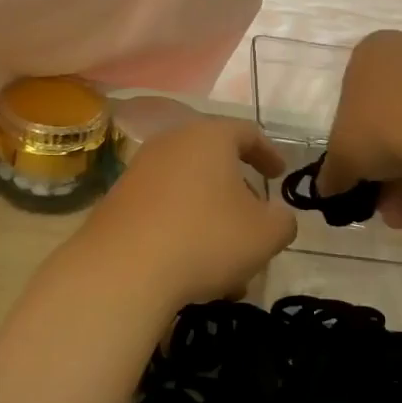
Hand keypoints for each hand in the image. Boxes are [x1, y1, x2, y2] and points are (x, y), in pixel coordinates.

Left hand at [72, 118, 296, 310]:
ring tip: (227, 257)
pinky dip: (183, 228)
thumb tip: (277, 216)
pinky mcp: (119, 200)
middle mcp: (172, 143)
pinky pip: (163, 207)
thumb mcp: (264, 234)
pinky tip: (192, 267)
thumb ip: (282, 220)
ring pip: (189, 189)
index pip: (247, 132)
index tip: (280, 173)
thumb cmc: (205, 238)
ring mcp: (140, 170)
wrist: (123, 269)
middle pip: (214, 160)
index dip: (268, 153)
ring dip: (211, 216)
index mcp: (209, 137)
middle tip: (255, 217)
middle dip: (238, 190)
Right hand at [319, 32, 401, 232]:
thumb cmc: (380, 126)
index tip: (360, 178)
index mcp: (370, 53)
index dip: (354, 146)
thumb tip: (326, 188)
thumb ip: (332, 173)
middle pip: (392, 121)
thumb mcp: (343, 156)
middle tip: (386, 210)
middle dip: (388, 175)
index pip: (354, 101)